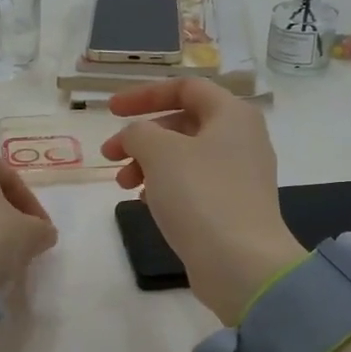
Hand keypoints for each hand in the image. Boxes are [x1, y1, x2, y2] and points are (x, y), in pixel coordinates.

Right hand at [102, 79, 305, 324]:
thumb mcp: (159, 152)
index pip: (185, 87)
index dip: (144, 94)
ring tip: (123, 185)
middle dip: (141, 136)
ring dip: (148, 163)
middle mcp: (241, 138)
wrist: (241, 264)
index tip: (110, 111)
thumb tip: (135, 137)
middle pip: (182, 122)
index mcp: (232, 114)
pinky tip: (145, 202)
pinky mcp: (233, 206)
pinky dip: (165, 185)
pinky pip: (192, 184)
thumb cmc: (200, 195)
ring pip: (184, 156)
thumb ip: (138, 132)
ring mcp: (240, 175)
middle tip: (109, 155)